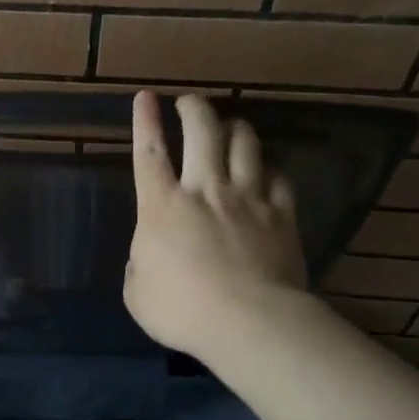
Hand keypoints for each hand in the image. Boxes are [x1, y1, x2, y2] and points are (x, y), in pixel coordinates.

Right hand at [124, 91, 307, 359]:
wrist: (249, 322)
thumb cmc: (182, 310)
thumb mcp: (137, 293)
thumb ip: (139, 265)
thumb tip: (148, 254)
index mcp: (161, 207)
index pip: (149, 153)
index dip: (145, 121)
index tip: (146, 97)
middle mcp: (205, 189)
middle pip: (202, 132)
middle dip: (194, 109)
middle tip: (189, 102)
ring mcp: (247, 198)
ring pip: (244, 143)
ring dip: (234, 128)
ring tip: (229, 126)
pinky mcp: (281, 214)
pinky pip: (278, 176)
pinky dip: (269, 168)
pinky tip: (265, 169)